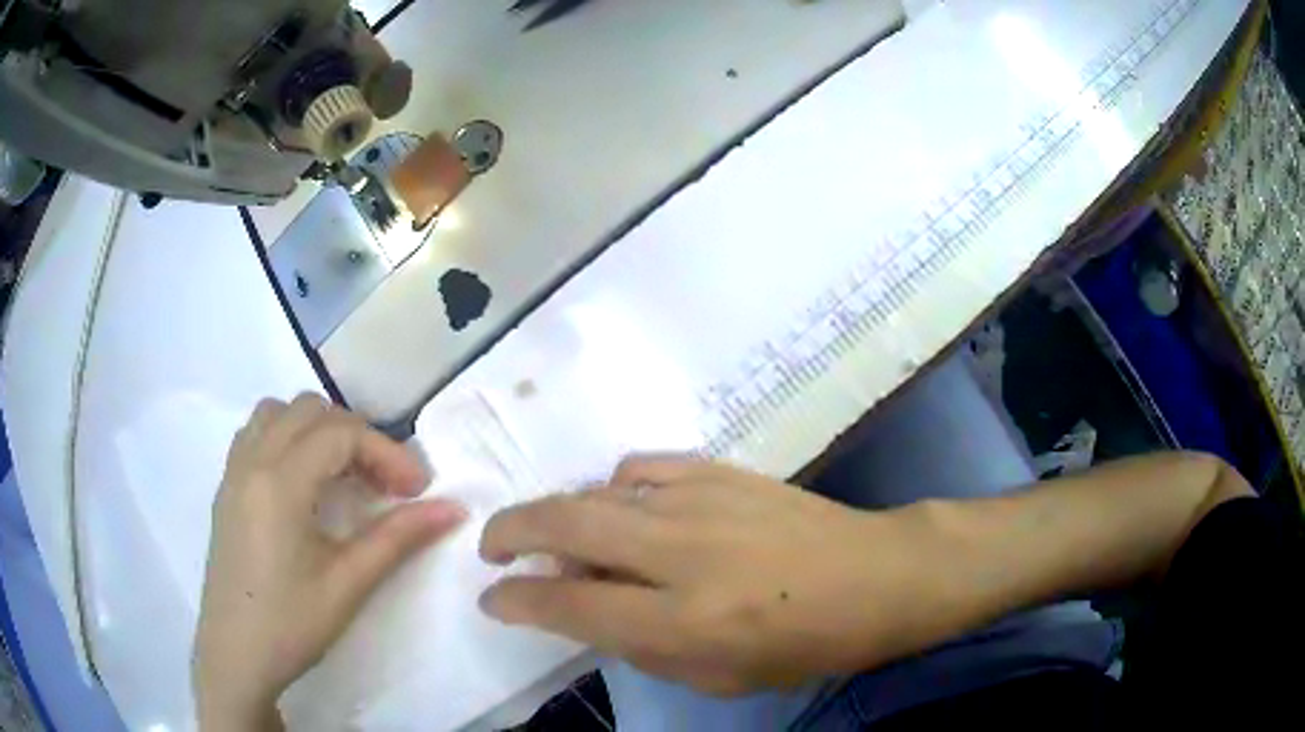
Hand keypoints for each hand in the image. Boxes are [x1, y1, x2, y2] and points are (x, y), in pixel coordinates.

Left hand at [193, 395, 466, 730]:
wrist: (234, 656)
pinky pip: (255, 434)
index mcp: (279, 482)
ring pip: (277, 413)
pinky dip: (286, 438)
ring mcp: (233, 472)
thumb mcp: (348, 585)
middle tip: (384, 484)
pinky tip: (302, 483)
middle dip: (355, 436)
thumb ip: (398, 538)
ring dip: (316, 430)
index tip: (417, 490)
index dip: (386, 452)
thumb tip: (452, 509)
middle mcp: (252, 461)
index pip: (341, 434)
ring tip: (341, 475)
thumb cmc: (290, 625)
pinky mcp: (226, 489)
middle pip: (310, 411)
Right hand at [479, 458, 944, 695]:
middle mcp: (680, 553)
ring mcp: (701, 500)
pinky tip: (618, 506)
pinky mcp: (721, 470)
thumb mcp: (719, 676)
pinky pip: (640, 468)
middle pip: (565, 525)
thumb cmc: (804, 643)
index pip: (569, 607)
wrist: (875, 576)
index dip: (517, 602)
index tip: (492, 599)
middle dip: (511, 532)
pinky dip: (611, 488)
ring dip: (556, 511)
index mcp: (683, 620)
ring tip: (550, 534)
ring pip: (596, 492)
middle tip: (492, 547)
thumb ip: (641, 645)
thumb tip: (581, 607)